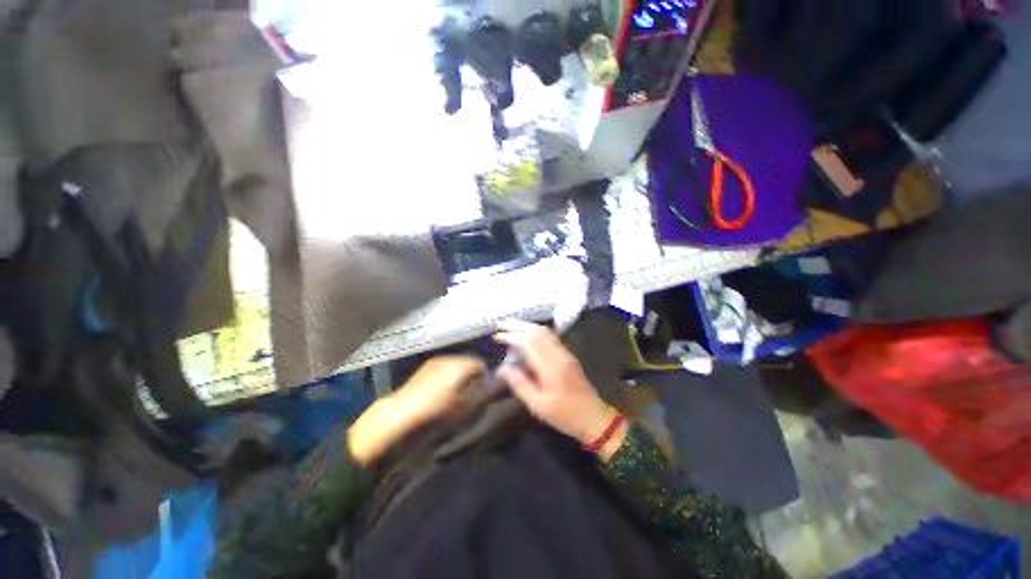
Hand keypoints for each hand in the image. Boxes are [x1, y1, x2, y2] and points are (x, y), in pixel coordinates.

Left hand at [388, 356, 485, 425]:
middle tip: (470, 389)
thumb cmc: (440, 410)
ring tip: (455, 389)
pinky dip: (446, 375)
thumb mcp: (466, 407)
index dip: (484, 377)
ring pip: (455, 364)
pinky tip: (441, 388)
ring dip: (458, 373)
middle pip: (468, 362)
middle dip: (471, 373)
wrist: (405, 411)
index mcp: (464, 365)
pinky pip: (443, 367)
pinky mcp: (425, 367)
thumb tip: (488, 388)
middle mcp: (452, 358)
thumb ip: (481, 395)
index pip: (481, 365)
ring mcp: (437, 360)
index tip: (482, 389)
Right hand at [495, 320, 624, 457]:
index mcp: (550, 366)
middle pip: (537, 331)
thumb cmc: (565, 415)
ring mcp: (565, 352)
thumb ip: (520, 384)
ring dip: (527, 326)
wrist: (594, 417)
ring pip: (545, 331)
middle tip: (500, 325)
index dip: (511, 336)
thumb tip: (503, 368)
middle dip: (517, 326)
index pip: (528, 342)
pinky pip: (550, 336)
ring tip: (510, 327)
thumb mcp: (538, 405)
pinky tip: (528, 335)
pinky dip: (535, 331)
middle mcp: (558, 354)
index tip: (496, 337)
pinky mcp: (567, 355)